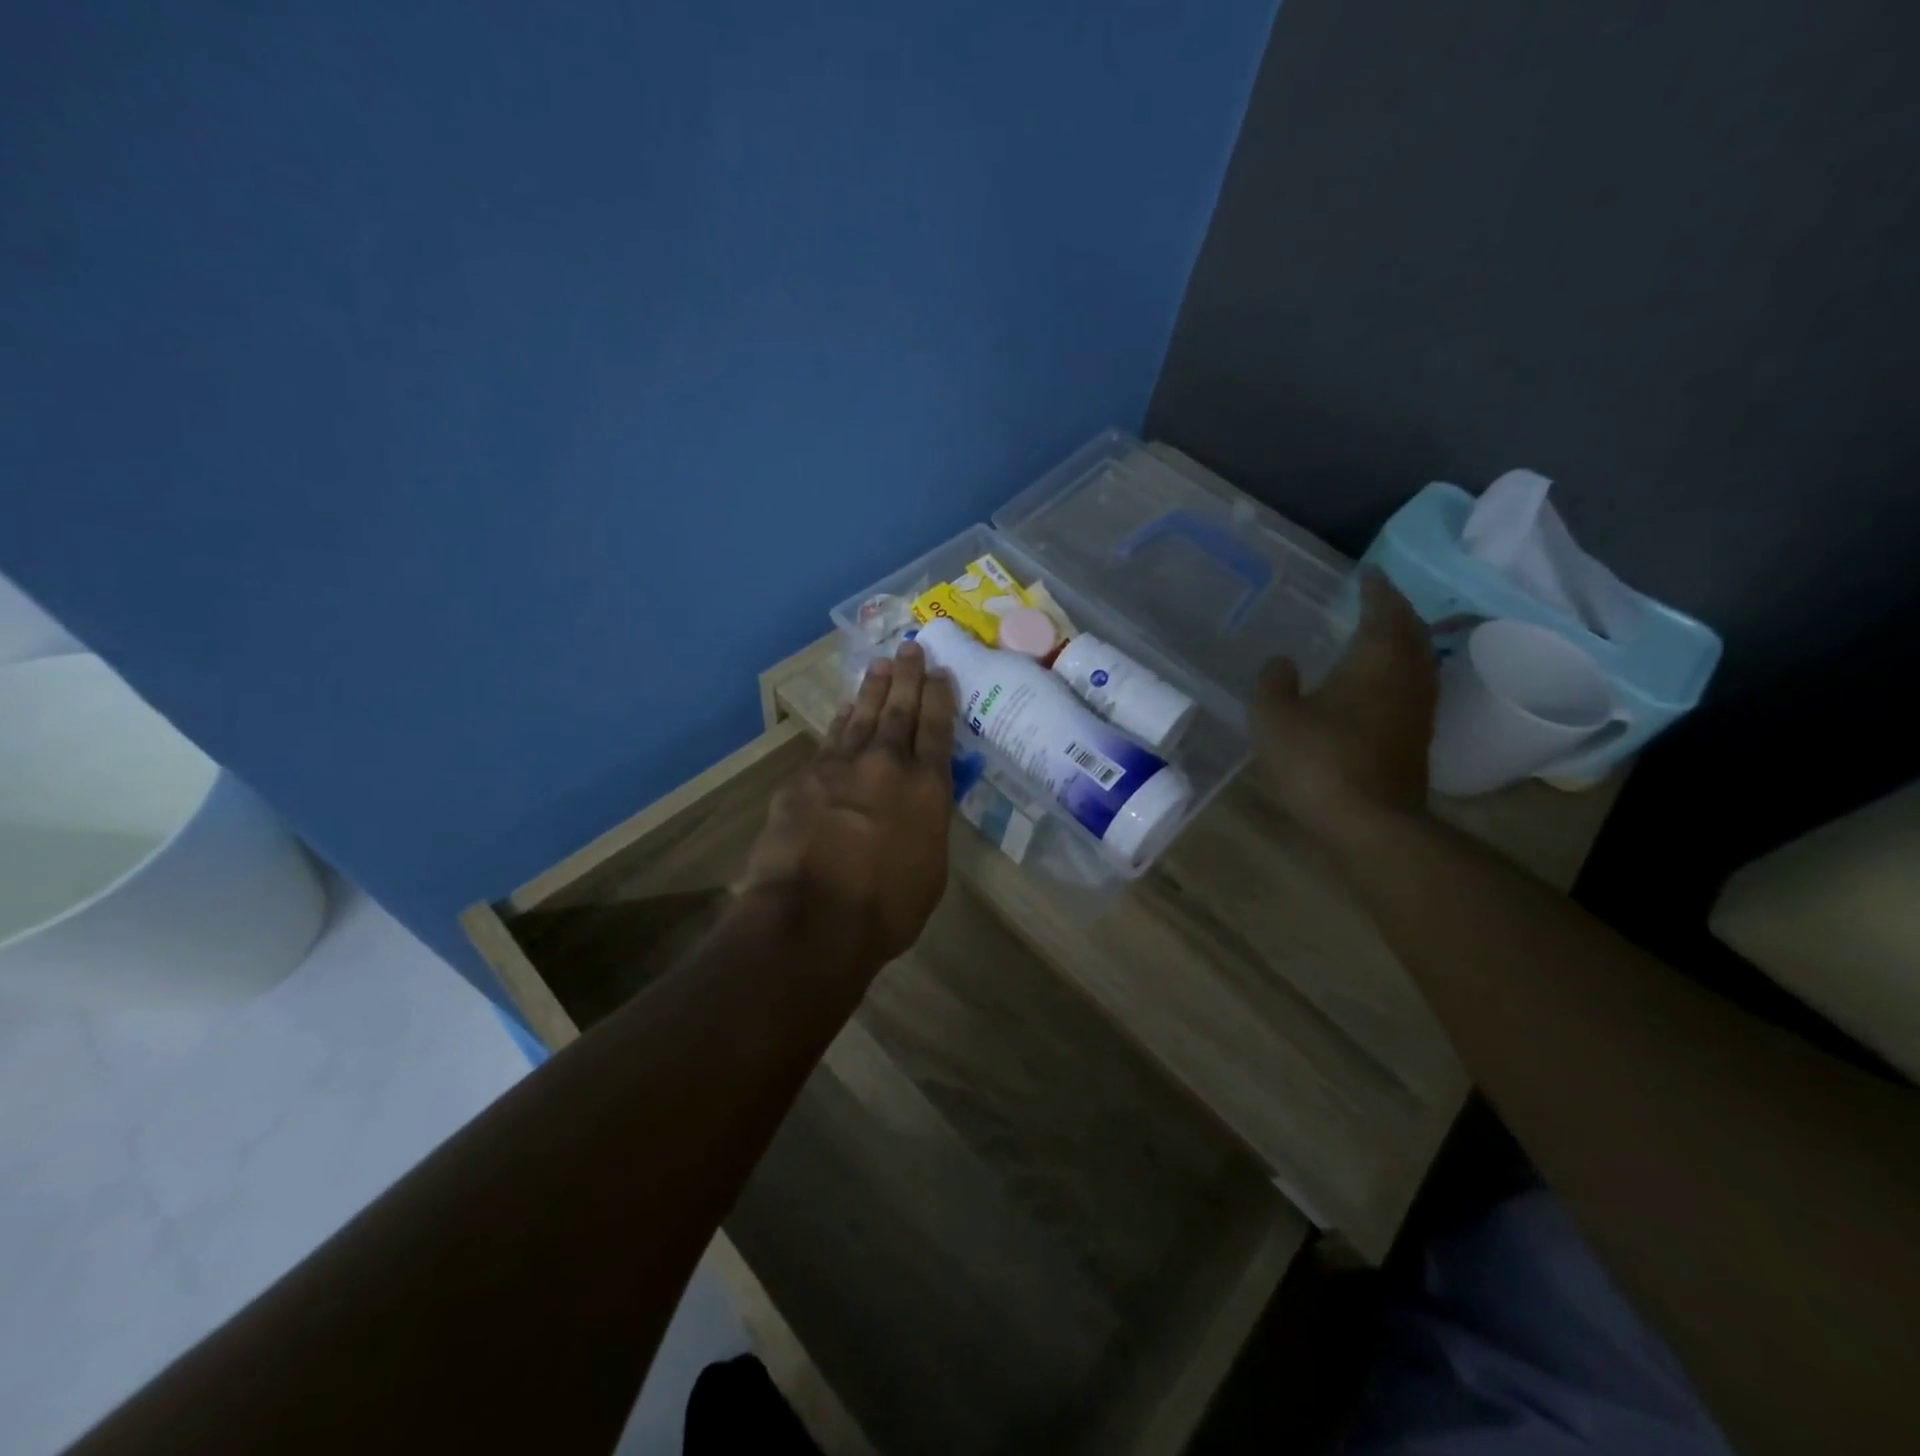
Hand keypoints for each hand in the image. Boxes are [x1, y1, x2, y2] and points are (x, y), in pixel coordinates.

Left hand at [740, 642, 956, 965]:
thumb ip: (927, 825)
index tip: (940, 671)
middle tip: (910, 648)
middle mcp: (887, 764)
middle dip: (907, 677)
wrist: (812, 917)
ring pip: (862, 716)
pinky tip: (843, 711)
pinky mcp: (805, 778)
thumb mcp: (930, 868)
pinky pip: (829, 740)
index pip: (937, 728)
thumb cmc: (886, 908)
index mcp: (927, 787)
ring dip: (872, 689)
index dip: (939, 696)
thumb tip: (919, 806)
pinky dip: (839, 722)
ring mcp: (842, 766)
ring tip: (879, 663)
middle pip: (900, 710)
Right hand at [1253, 568, 1437, 840]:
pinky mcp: (1418, 736)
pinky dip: (1402, 668)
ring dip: (1404, 638)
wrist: (1368, 821)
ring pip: (1419, 658)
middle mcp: (1407, 675)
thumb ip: (1273, 682)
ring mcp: (1419, 708)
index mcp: (1375, 658)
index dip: (1377, 588)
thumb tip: (1282, 662)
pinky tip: (1381, 681)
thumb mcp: (1274, 717)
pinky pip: (1415, 684)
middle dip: (1396, 609)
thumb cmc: (1317, 760)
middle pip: (1412, 630)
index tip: (1370, 572)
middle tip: (1377, 598)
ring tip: (1382, 632)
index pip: (1384, 609)